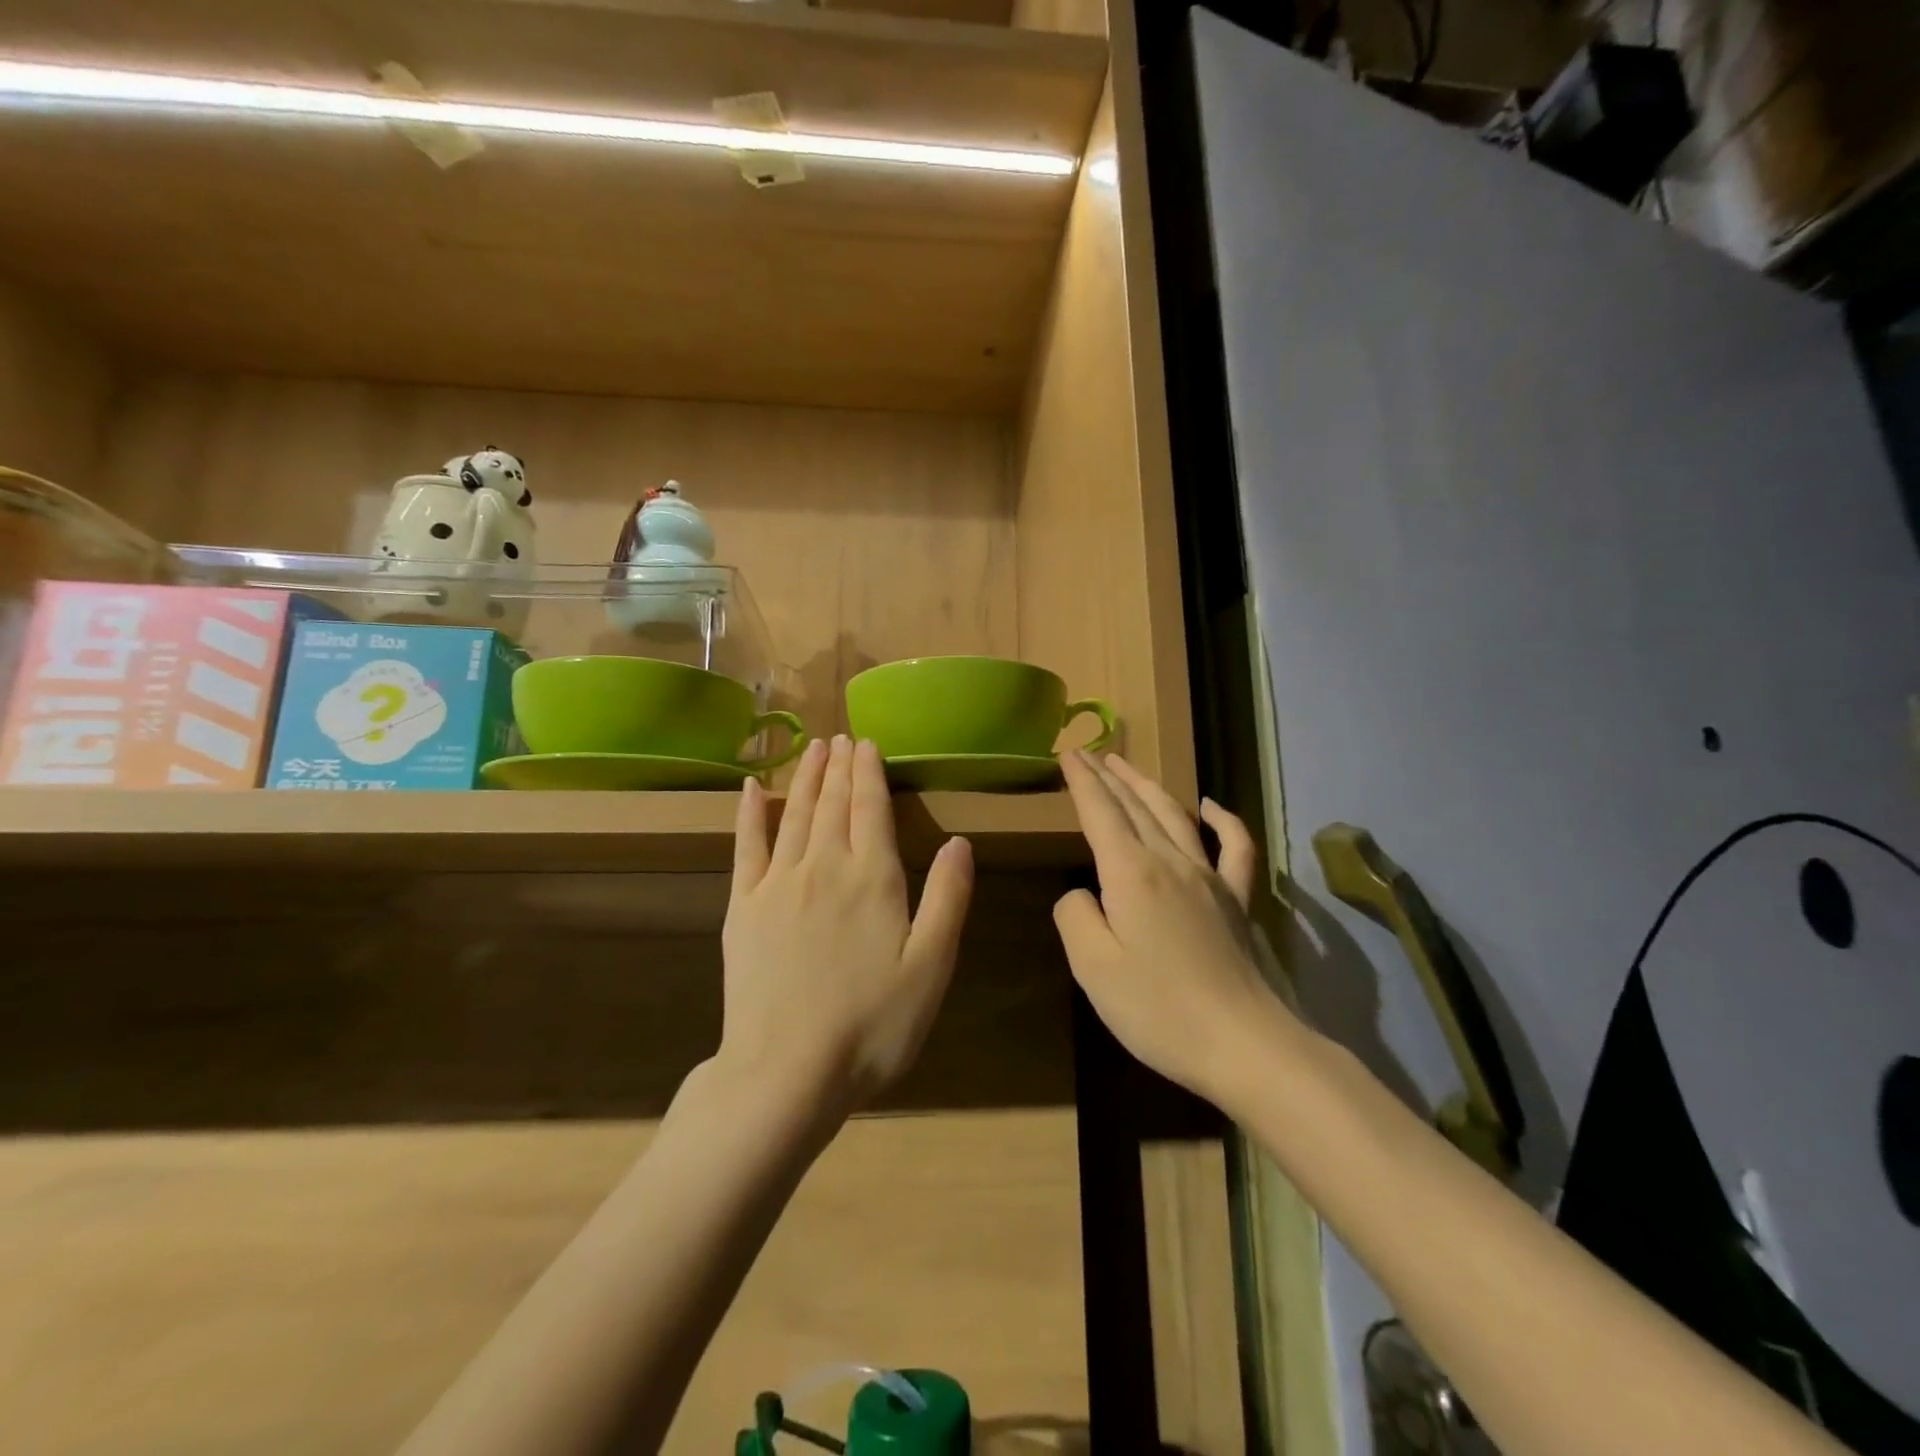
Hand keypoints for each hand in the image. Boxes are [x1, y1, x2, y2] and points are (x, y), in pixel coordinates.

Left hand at [720, 735, 973, 1117]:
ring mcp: (777, 883)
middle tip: (841, 736)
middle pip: (833, 803)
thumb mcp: (930, 968)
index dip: (870, 772)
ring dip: (805, 777)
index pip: (871, 808)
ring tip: (812, 747)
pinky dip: (750, 813)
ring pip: (795, 814)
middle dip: (839, 766)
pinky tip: (753, 789)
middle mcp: (824, 866)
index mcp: (872, 878)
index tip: (867, 743)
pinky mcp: (741, 906)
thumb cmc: (871, 1025)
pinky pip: (746, 846)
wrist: (785, 1072)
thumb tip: (959, 842)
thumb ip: (947, 899)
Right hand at [1054, 752, 1278, 1100]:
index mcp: (1131, 873)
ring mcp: (1210, 878)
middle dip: (1109, 776)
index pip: (1100, 812)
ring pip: (1175, 816)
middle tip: (1089, 752)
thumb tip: (1082, 894)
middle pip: (1135, 806)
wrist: (1244, 1044)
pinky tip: (1211, 807)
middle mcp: (1171, 862)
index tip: (1068, 752)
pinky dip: (1224, 820)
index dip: (1082, 781)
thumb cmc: (1158, 1009)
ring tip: (1127, 766)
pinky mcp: (1237, 900)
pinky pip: (1235, 848)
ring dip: (1148, 787)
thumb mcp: (1093, 968)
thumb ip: (1076, 918)